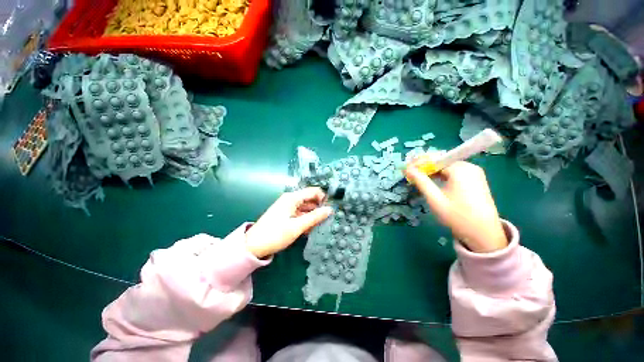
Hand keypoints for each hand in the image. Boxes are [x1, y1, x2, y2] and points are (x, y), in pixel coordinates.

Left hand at [245, 187, 332, 257]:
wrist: (254, 245)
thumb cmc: (276, 234)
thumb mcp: (297, 227)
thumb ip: (314, 217)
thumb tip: (330, 209)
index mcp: (292, 198)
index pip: (313, 192)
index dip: (324, 198)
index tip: (334, 209)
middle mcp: (289, 200)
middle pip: (309, 200)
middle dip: (320, 208)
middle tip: (331, 219)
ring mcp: (286, 209)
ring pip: (305, 209)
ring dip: (313, 216)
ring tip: (323, 226)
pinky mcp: (284, 217)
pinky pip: (299, 215)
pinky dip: (305, 221)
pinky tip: (311, 230)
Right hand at [405, 161, 507, 252]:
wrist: (484, 234)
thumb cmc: (458, 217)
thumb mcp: (436, 201)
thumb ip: (422, 182)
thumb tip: (408, 169)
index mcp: (459, 167)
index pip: (435, 159)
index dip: (420, 164)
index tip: (408, 170)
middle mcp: (469, 165)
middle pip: (445, 162)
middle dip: (430, 168)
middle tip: (416, 177)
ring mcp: (477, 173)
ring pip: (453, 169)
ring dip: (440, 174)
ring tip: (428, 183)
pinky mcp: (481, 181)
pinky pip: (461, 175)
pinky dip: (451, 178)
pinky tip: (444, 188)